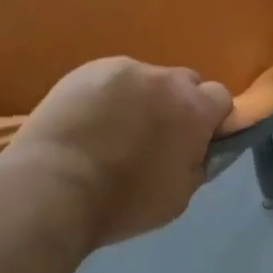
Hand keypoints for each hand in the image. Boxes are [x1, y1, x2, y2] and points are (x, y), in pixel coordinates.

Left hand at [0, 57, 231, 248]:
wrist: (53, 188)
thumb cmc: (122, 203)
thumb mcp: (179, 197)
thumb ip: (198, 163)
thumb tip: (200, 148)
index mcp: (194, 110)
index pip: (220, 97)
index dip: (210, 118)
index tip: (194, 139)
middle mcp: (166, 80)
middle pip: (185, 82)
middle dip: (177, 103)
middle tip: (154, 134)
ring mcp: (127, 69)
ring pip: (146, 79)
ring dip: (140, 98)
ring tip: (112, 128)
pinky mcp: (90, 68)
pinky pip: (111, 77)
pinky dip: (107, 95)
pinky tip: (87, 120)